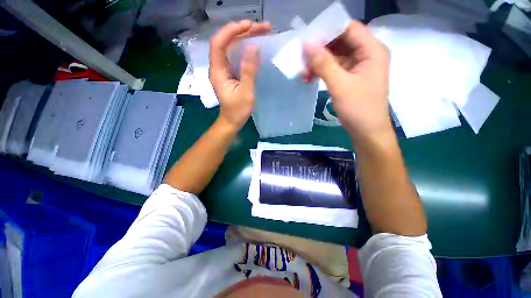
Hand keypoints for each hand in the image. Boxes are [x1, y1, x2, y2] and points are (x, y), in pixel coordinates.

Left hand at [209, 20, 270, 130]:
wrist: (232, 121)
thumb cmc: (238, 111)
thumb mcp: (246, 93)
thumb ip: (249, 71)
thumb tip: (253, 47)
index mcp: (218, 71)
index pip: (219, 43)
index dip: (232, 31)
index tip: (249, 25)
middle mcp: (218, 66)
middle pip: (226, 41)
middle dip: (243, 31)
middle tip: (263, 28)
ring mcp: (223, 69)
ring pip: (231, 46)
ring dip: (245, 37)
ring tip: (263, 32)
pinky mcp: (229, 72)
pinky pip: (235, 55)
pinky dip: (245, 47)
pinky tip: (256, 45)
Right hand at [303, 21, 391, 144]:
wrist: (366, 132)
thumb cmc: (358, 109)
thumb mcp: (340, 85)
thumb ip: (323, 64)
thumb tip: (306, 44)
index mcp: (372, 50)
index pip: (348, 29)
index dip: (327, 31)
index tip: (307, 39)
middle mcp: (366, 54)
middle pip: (340, 42)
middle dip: (320, 50)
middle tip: (302, 59)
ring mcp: (358, 67)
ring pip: (335, 56)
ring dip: (318, 63)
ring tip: (303, 73)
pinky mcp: (350, 78)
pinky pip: (334, 68)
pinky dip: (321, 72)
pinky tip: (309, 79)